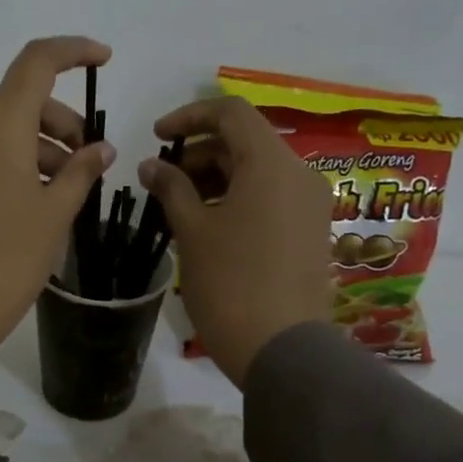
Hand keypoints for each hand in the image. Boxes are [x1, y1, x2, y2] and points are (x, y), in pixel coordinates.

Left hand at [0, 37, 116, 347]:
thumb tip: (101, 148)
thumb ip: (81, 172)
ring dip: (41, 148)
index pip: (36, 63)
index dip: (73, 51)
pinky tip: (34, 203)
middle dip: (63, 123)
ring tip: (65, 193)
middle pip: (22, 103)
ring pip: (3, 132)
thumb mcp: (54, 214)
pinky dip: (15, 164)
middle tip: (89, 163)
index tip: (105, 60)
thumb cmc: (6, 259)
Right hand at [139, 95, 333, 386]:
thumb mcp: (192, 231)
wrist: (281, 349)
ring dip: (217, 177)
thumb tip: (151, 165)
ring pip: (259, 170)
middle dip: (199, 153)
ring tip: (181, 206)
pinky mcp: (311, 230)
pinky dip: (238, 197)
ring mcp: (311, 204)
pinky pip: (272, 196)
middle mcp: (299, 174)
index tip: (156, 137)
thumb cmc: (229, 282)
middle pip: (245, 141)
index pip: (230, 112)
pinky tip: (210, 225)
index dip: (189, 116)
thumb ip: (171, 188)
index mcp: (271, 164)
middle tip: (164, 181)